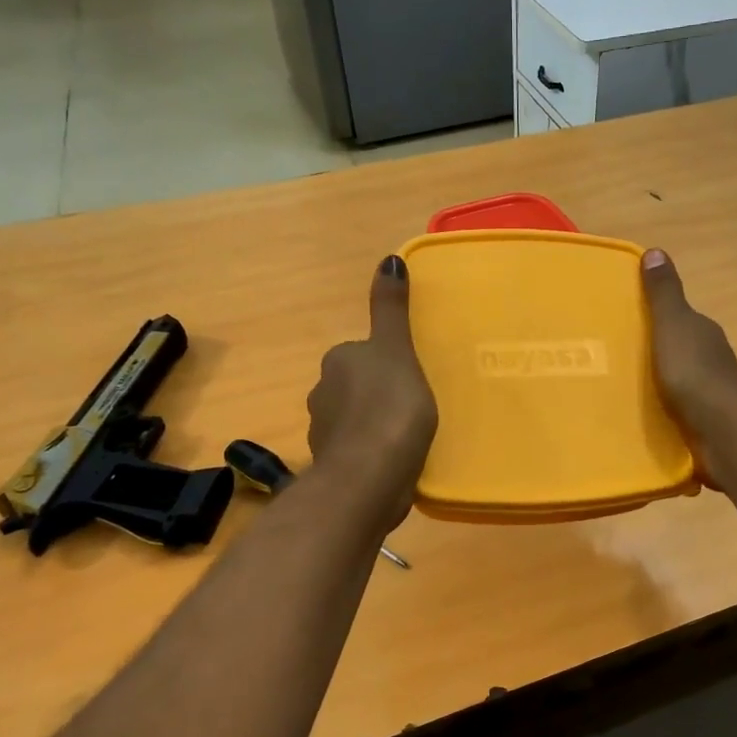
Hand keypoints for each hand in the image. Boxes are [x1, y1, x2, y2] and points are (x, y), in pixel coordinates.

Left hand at [307, 256, 437, 501]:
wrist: (369, 478)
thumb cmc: (389, 408)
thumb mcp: (397, 350)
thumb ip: (391, 309)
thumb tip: (388, 258)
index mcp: (337, 362)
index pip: (360, 353)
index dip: (386, 362)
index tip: (410, 377)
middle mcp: (321, 393)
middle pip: (354, 385)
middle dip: (377, 392)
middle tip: (414, 404)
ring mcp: (324, 433)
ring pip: (353, 419)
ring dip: (374, 424)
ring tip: (407, 436)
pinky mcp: (334, 466)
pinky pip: (358, 450)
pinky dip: (373, 452)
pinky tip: (396, 461)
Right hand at [641, 248, 736, 483]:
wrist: (721, 429)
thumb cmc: (694, 371)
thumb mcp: (673, 324)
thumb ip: (663, 294)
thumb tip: (656, 251)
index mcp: (703, 332)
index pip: (680, 317)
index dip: (657, 316)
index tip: (627, 320)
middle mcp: (711, 358)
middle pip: (679, 349)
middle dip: (655, 351)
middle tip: (617, 356)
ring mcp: (710, 392)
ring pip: (679, 380)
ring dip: (659, 382)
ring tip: (623, 388)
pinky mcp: (704, 421)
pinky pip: (678, 409)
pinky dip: (663, 409)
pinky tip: (643, 415)